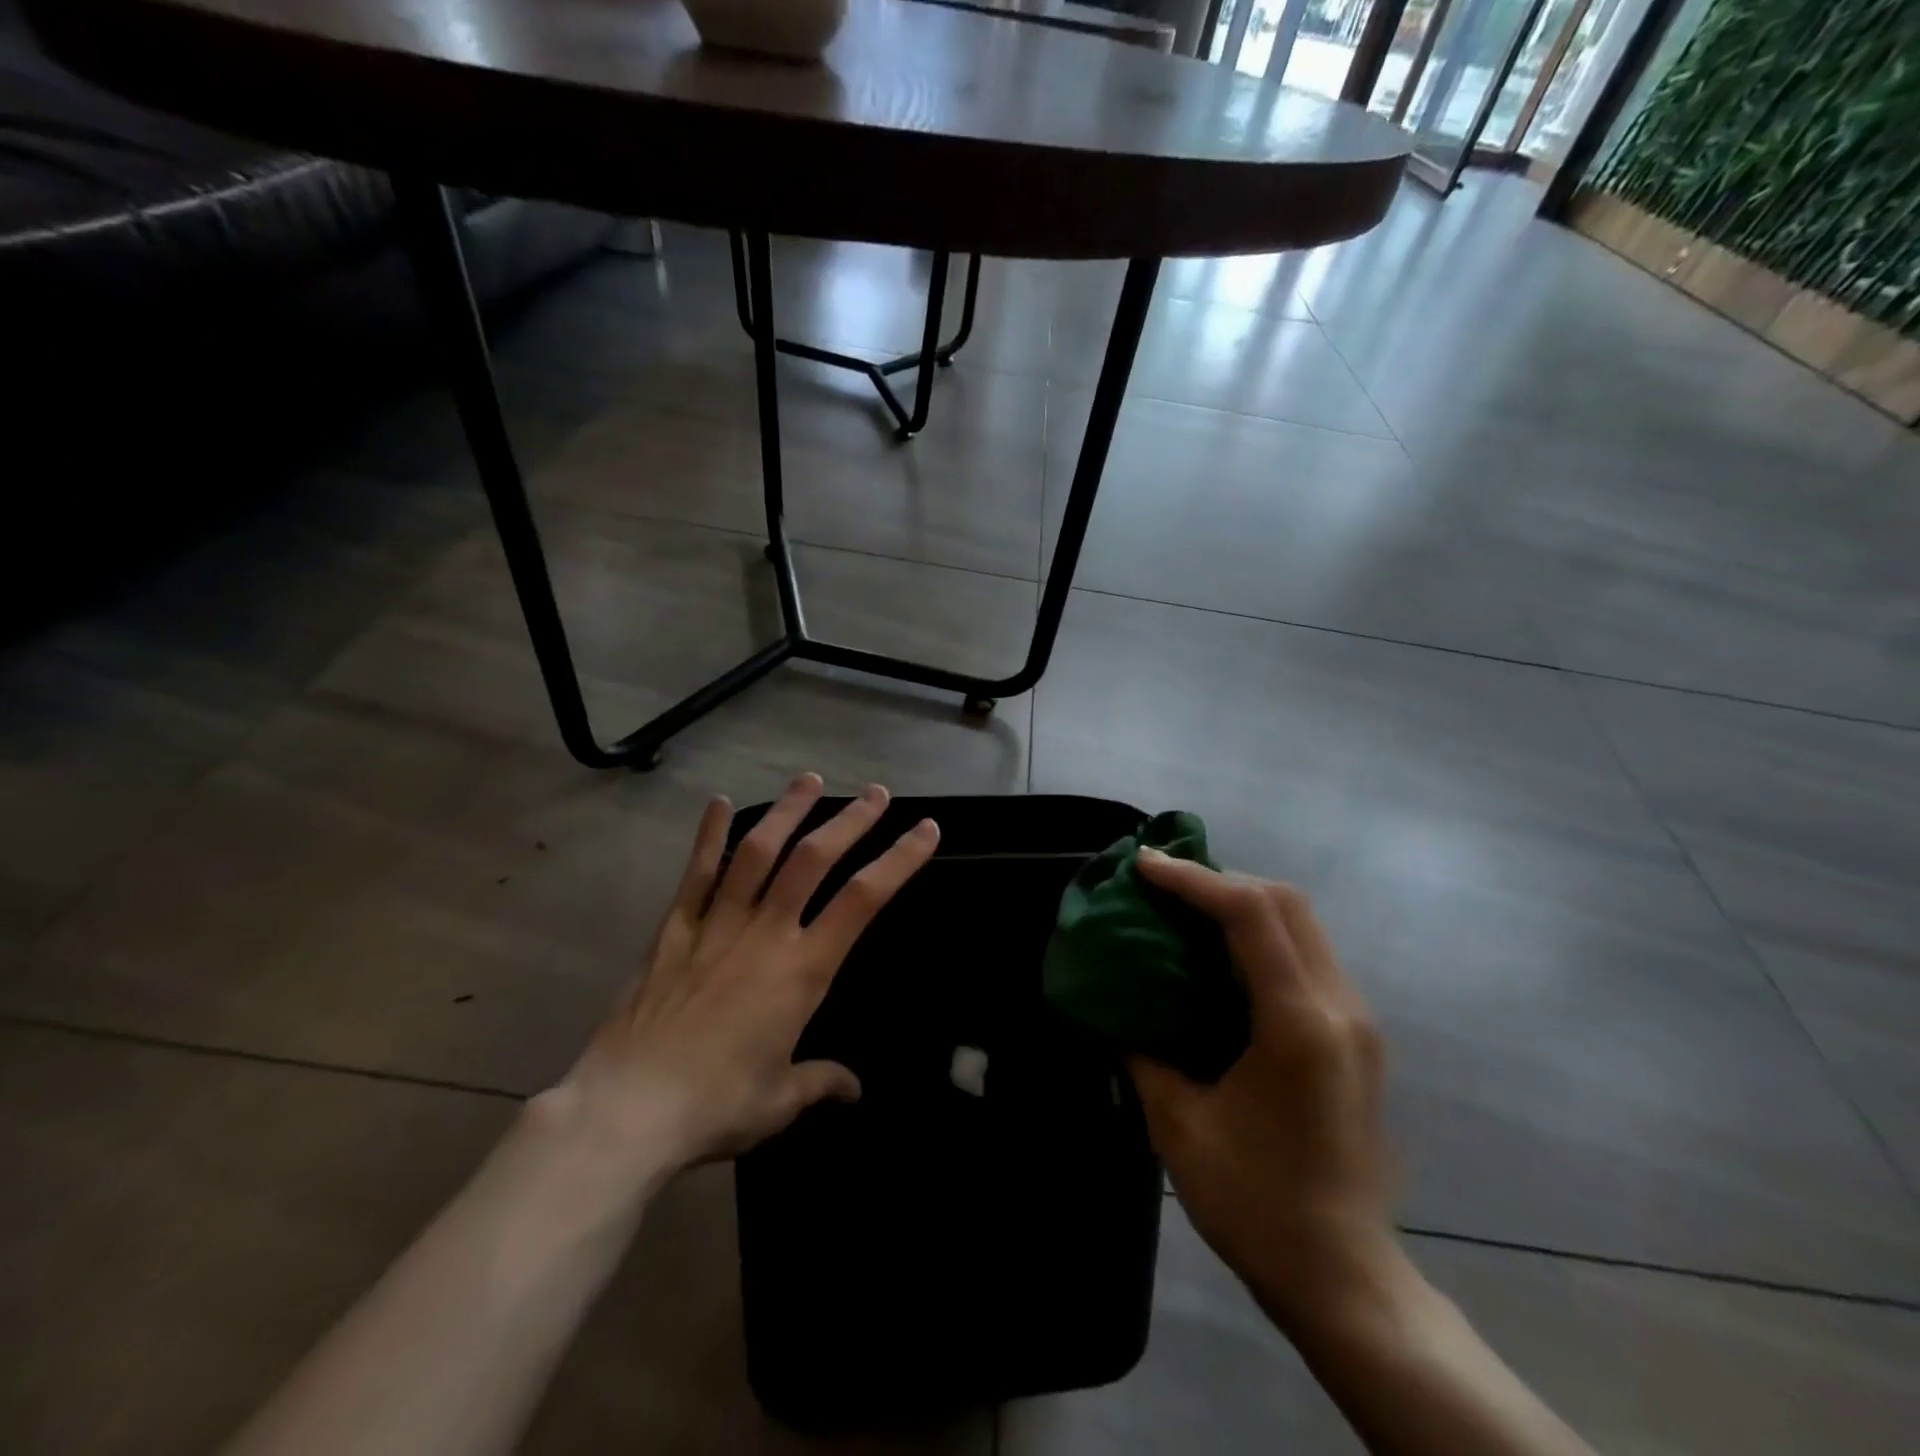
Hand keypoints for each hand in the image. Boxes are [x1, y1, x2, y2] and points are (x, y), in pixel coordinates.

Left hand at [536, 774, 938, 1183]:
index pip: (863, 901)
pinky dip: (710, 836)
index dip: (899, 860)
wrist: (624, 1111)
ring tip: (810, 779)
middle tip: (875, 792)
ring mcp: (716, 925)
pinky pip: (696, 874)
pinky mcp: (674, 931)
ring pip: (758, 852)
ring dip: (787, 811)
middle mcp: (765, 933)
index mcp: (801, 970)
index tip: (925, 830)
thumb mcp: (779, 1101)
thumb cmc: (714, 1106)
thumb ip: (821, 1082)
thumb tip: (854, 1089)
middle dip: (850, 820)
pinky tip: (718, 803)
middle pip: (813, 859)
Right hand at [1127, 852, 1397, 1333]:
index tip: (1143, 866)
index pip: (1250, 914)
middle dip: (1220, 879)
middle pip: (1286, 901)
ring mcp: (1357, 1019)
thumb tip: (1117, 1004)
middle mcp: (1339, 1007)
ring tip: (1186, 910)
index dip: (1193, 879)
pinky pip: (1309, 954)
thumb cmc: (1254, 1203)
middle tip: (1163, 885)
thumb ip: (1142, 1049)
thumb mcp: (1177, 1124)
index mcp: (1297, 1023)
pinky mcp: (1357, 1035)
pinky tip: (1223, 956)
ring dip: (1243, 902)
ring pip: (1303, 922)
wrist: (1344, 1278)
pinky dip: (1263, 934)